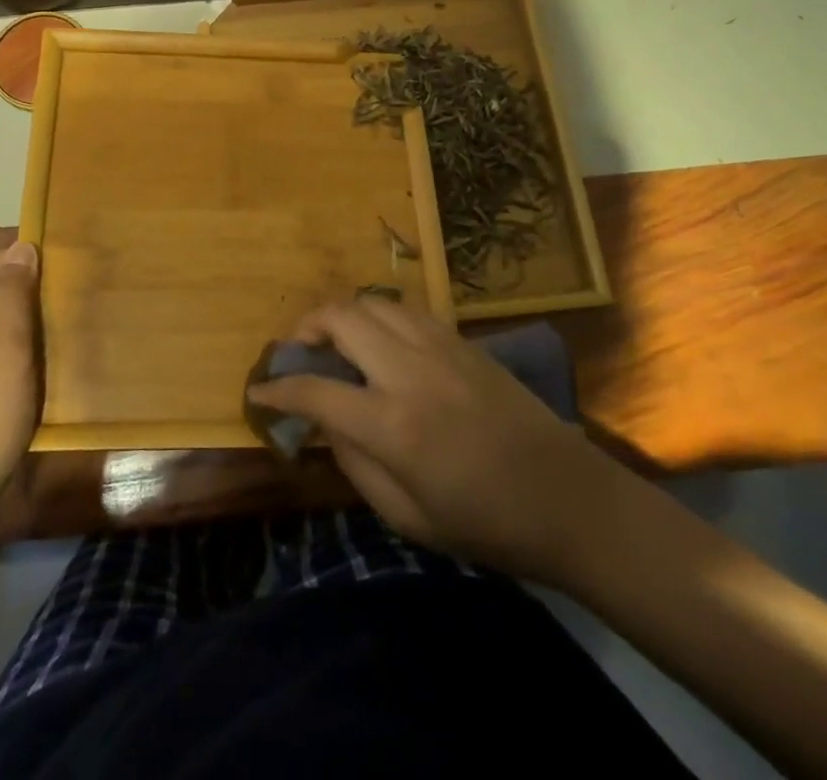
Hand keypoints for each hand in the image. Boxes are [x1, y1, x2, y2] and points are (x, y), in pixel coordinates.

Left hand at [0, 241, 40, 523]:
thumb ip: (13, 293)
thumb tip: (22, 248)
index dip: (17, 264)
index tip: (54, 283)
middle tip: (57, 313)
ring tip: (49, 342)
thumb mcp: (7, 347)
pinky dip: (4, 352)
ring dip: (16, 326)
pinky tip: (27, 374)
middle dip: (19, 296)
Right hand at [249, 297, 596, 579]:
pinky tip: (378, 343)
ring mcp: (438, 346)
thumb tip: (326, 423)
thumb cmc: (486, 524)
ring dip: (341, 315)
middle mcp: (409, 371)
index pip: (315, 391)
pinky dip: (377, 317)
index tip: (258, 393)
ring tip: (333, 341)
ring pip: (371, 302)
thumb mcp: (408, 517)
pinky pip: (404, 310)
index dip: (278, 391)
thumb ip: (355, 465)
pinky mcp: (461, 340)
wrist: (568, 498)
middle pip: (339, 319)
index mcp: (393, 425)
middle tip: (296, 353)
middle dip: (304, 329)